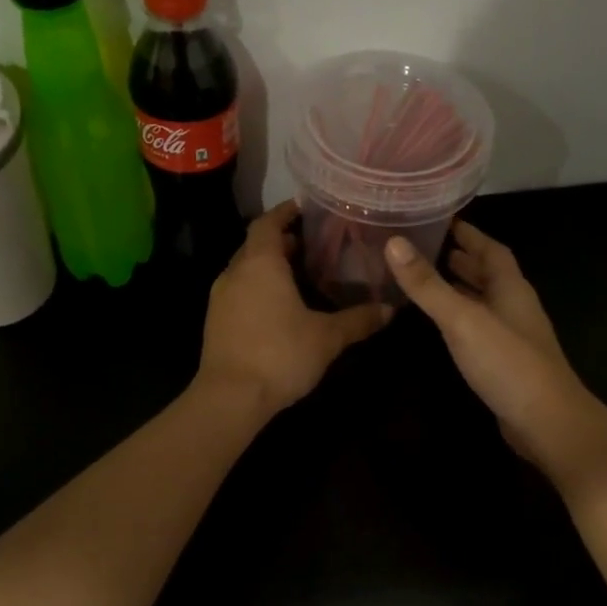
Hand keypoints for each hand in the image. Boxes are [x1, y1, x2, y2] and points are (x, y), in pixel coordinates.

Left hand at [198, 201, 389, 414]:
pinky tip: (280, 307)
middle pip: (257, 245)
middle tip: (315, 245)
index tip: (307, 208)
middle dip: (283, 241)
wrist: (230, 398)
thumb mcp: (327, 337)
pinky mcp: (215, 321)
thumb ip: (358, 320)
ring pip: (246, 270)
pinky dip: (259, 289)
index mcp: (260, 263)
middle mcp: (235, 272)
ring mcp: (220, 298)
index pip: (268, 223)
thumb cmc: (280, 354)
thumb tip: (391, 309)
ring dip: (270, 267)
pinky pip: (240, 292)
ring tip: (301, 275)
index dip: (286, 212)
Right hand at [384, 220, 593, 469]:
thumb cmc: (508, 363)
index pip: (491, 249)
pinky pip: (479, 327)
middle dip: (461, 258)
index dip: (469, 233)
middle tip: (424, 247)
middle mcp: (514, 306)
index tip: (441, 219)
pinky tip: (442, 324)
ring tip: (426, 279)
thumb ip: (428, 285)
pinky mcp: (505, 361)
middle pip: (488, 273)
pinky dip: (460, 317)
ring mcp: (512, 335)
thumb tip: (393, 242)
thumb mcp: (462, 319)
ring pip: (483, 300)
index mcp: (510, 287)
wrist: (546, 423)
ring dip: (460, 287)